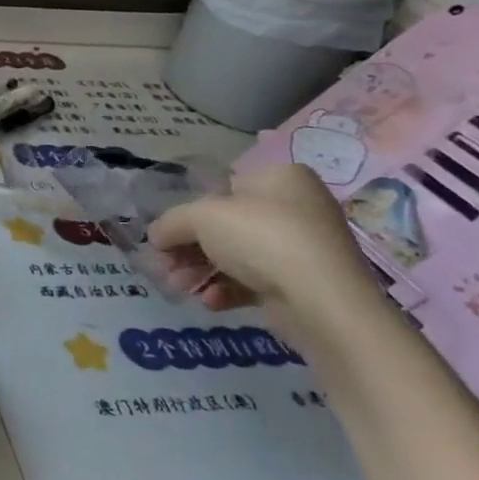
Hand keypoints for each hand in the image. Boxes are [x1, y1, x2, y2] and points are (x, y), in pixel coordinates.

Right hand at [146, 163, 384, 341]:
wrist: (322, 301)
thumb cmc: (261, 238)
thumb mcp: (201, 217)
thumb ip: (171, 222)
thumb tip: (155, 235)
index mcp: (279, 177)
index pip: (222, 190)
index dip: (189, 213)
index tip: (166, 237)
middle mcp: (296, 207)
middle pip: (226, 225)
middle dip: (190, 248)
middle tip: (165, 266)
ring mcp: (302, 247)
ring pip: (237, 255)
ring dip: (202, 271)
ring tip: (181, 286)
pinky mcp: (303, 283)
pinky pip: (256, 281)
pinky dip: (228, 290)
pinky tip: (211, 302)